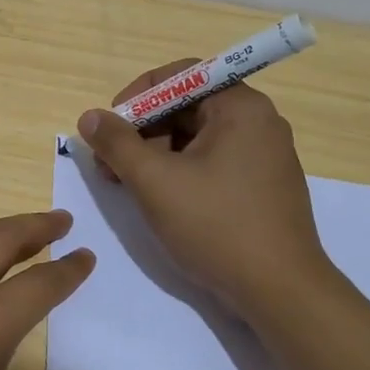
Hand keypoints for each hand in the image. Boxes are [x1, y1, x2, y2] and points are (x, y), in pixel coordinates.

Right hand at [77, 65, 334, 320]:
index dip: (137, 95)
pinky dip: (178, 171)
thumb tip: (90, 117)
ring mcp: (263, 155)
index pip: (180, 76)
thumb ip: (117, 143)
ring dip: (154, 153)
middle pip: (185, 106)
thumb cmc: (216, 226)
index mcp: (240, 107)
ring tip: (126, 184)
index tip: (110, 127)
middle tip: (109, 163)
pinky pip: (211, 160)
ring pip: (195, 137)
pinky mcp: (261, 185)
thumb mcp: (154, 181)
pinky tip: (157, 198)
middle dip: (141, 130)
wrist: (280, 292)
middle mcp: (257, 122)